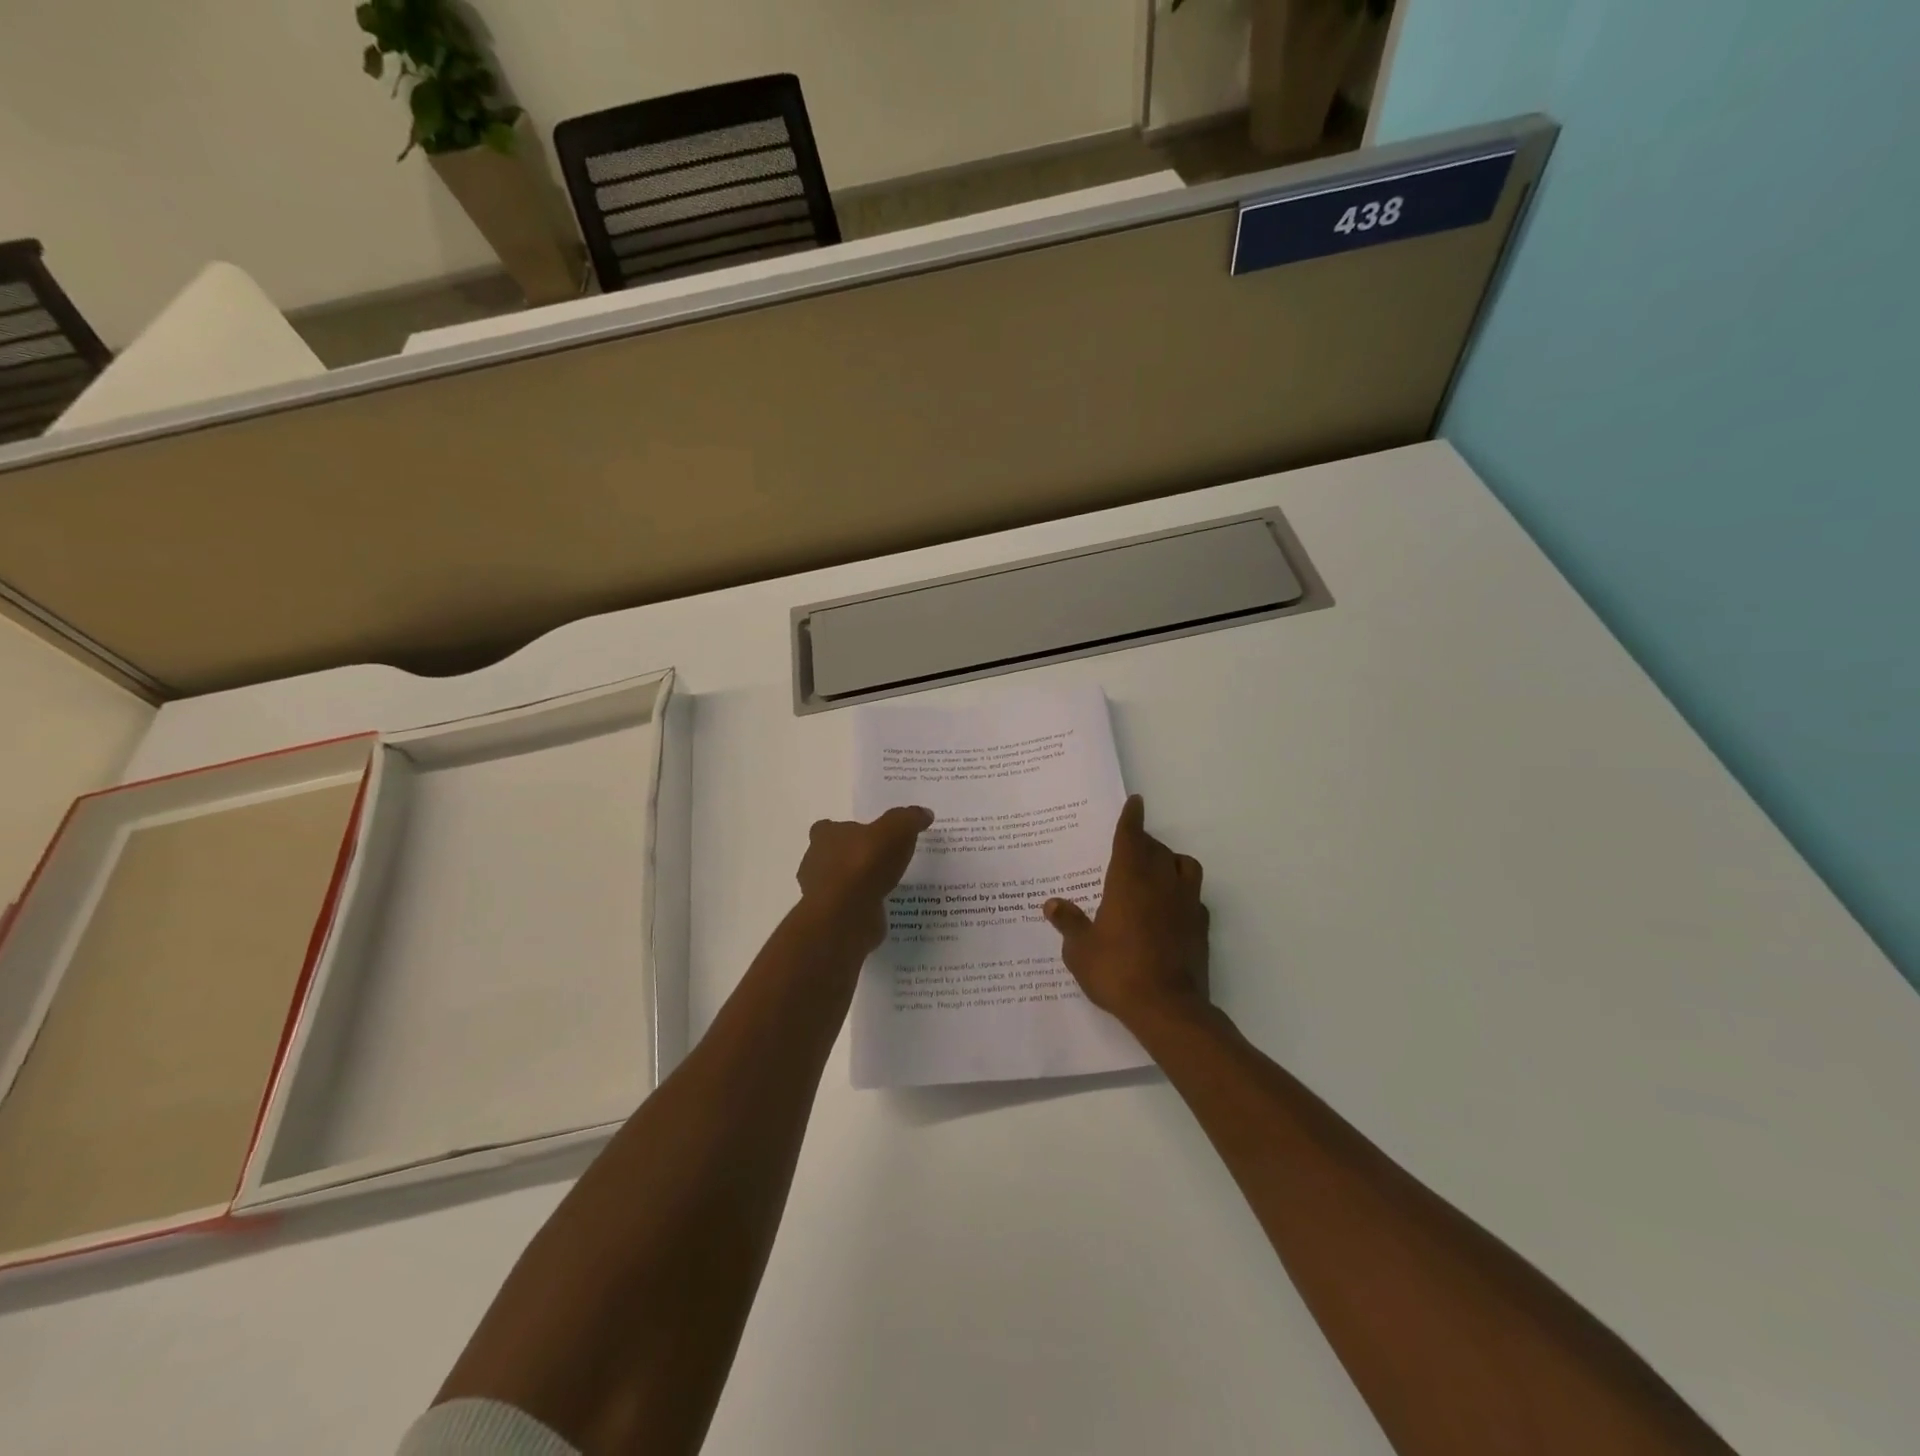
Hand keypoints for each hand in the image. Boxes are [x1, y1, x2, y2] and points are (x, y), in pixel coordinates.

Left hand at [796, 806, 933, 954]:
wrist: (846, 915)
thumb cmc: (864, 864)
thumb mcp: (895, 830)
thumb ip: (909, 819)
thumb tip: (924, 813)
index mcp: (825, 836)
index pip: (828, 828)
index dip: (847, 831)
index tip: (867, 836)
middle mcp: (816, 862)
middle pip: (833, 855)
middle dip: (853, 858)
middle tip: (881, 861)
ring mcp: (821, 893)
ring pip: (840, 883)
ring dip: (858, 884)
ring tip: (886, 886)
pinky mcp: (831, 918)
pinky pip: (849, 908)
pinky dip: (862, 907)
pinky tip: (883, 908)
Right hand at [1043, 795, 1210, 1031]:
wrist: (1167, 1008)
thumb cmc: (1117, 971)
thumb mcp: (1081, 950)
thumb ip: (1069, 923)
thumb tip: (1052, 904)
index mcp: (1129, 880)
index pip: (1131, 838)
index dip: (1131, 819)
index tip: (1135, 802)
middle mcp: (1160, 883)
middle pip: (1156, 849)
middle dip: (1144, 843)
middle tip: (1130, 849)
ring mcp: (1186, 903)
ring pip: (1184, 865)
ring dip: (1170, 861)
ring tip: (1156, 872)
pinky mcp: (1201, 926)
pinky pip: (1194, 896)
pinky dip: (1183, 893)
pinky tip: (1171, 908)